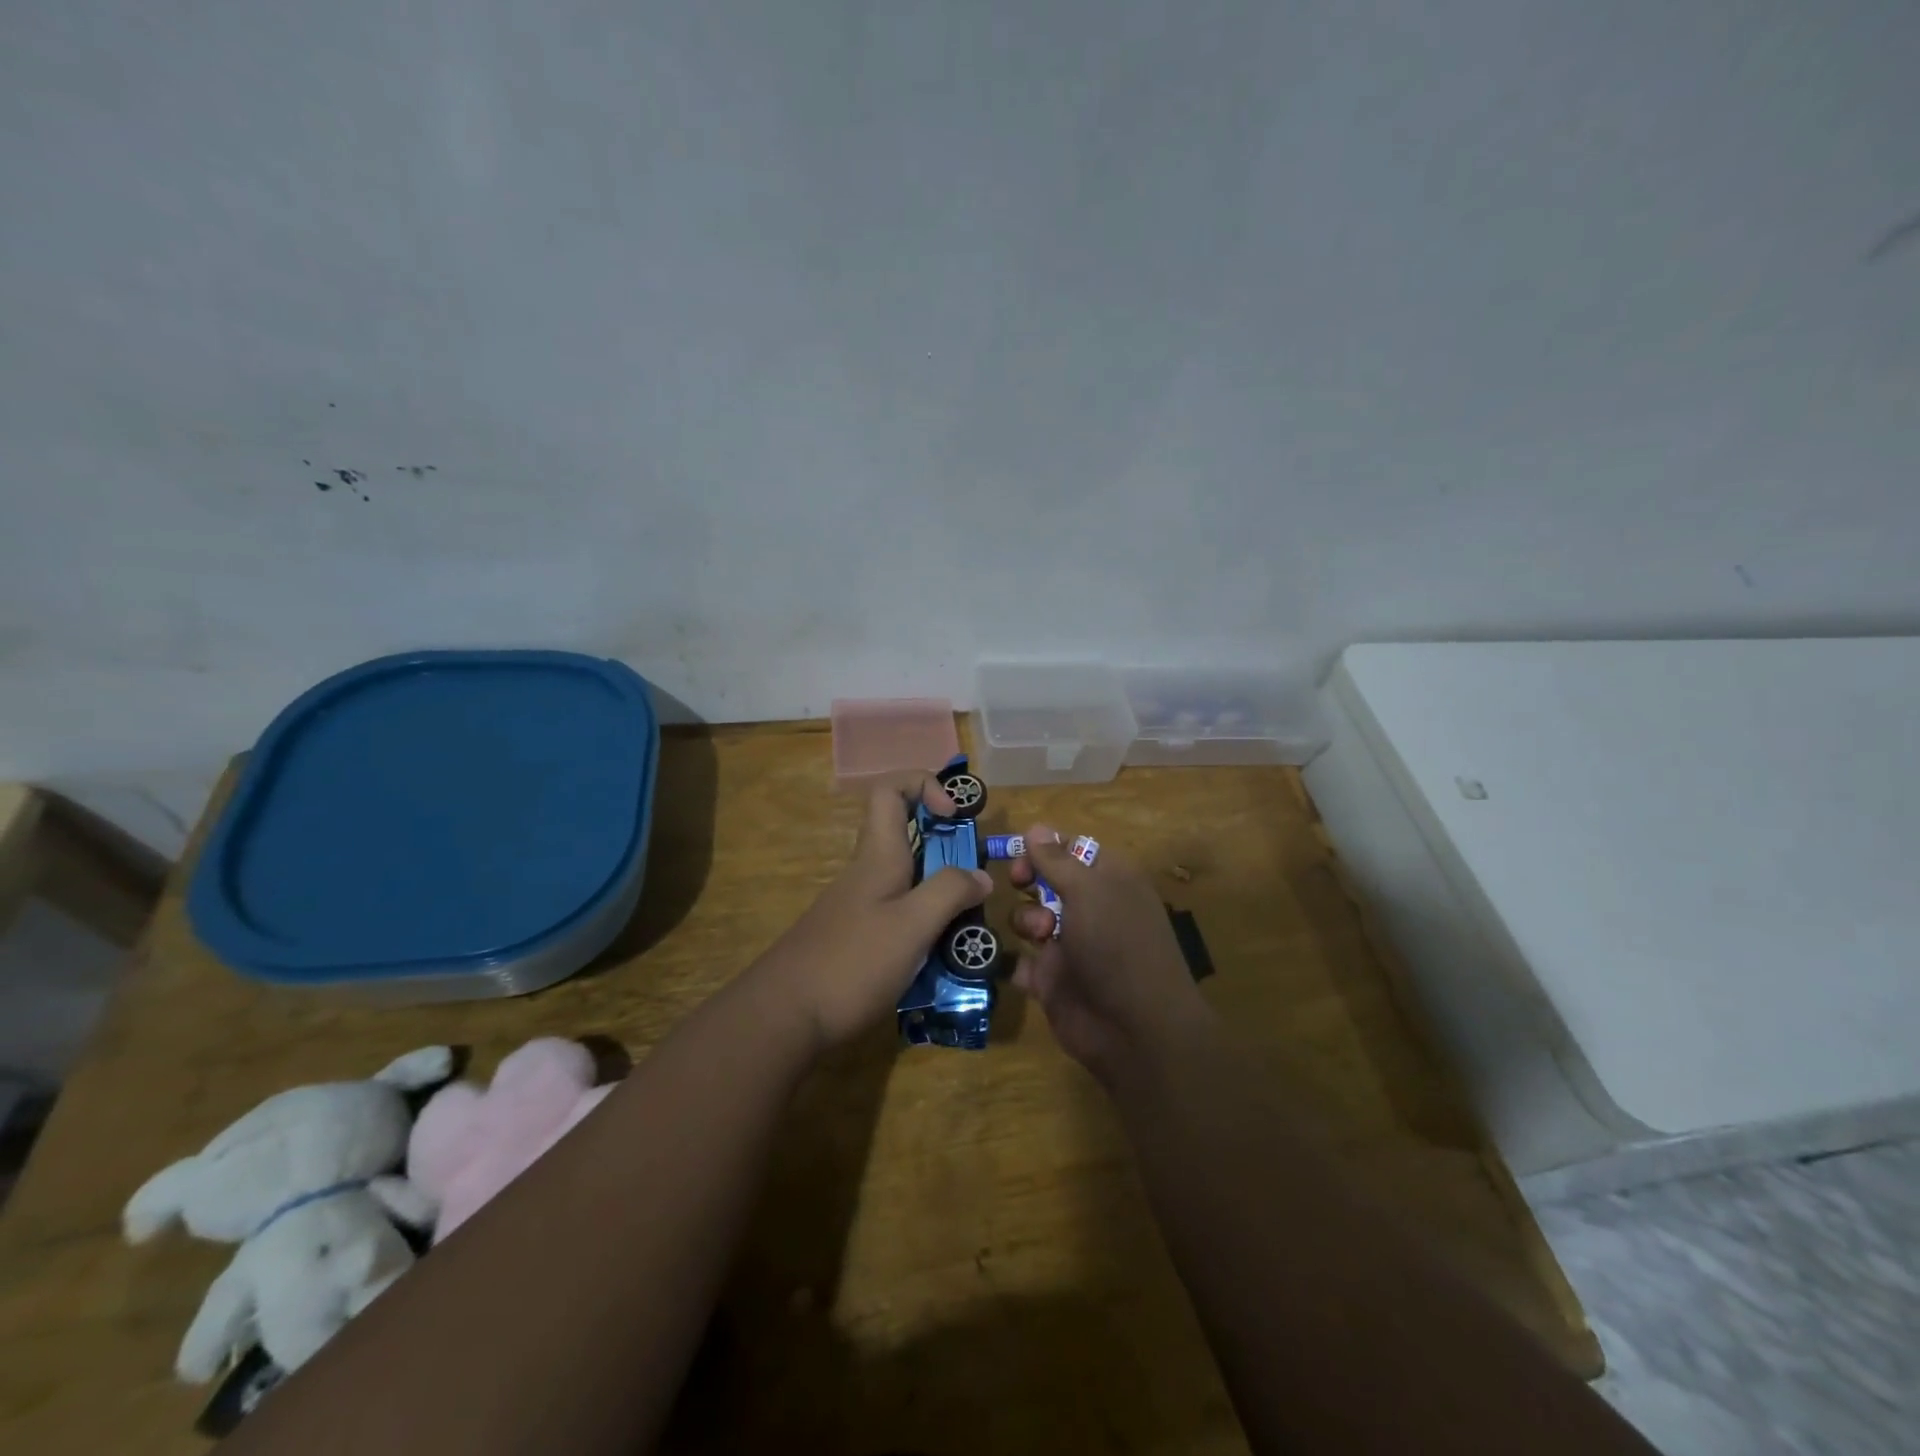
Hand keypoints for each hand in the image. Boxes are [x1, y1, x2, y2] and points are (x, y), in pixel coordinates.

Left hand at [760, 772, 991, 1050]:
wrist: (783, 1017)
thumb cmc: (851, 963)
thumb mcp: (911, 926)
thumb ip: (949, 893)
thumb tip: (980, 875)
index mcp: (878, 855)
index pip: (890, 789)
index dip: (924, 785)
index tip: (954, 815)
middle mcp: (867, 872)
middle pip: (908, 836)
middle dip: (948, 850)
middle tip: (977, 883)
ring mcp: (859, 906)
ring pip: (908, 880)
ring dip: (941, 894)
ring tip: (968, 928)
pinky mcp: (856, 937)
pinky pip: (899, 914)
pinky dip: (925, 924)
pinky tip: (939, 958)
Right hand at [1009, 825, 1213, 1080]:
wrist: (1134, 1030)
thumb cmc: (1117, 945)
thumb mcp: (1089, 891)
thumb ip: (1057, 860)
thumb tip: (1036, 827)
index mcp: (1109, 881)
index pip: (1072, 849)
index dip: (1044, 847)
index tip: (1022, 852)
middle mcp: (1090, 909)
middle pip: (1045, 880)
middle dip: (1028, 880)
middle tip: (1019, 884)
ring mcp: (1070, 945)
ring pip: (1029, 918)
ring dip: (1026, 920)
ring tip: (1040, 935)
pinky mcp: (1053, 980)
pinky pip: (1022, 961)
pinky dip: (1019, 962)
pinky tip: (1026, 964)